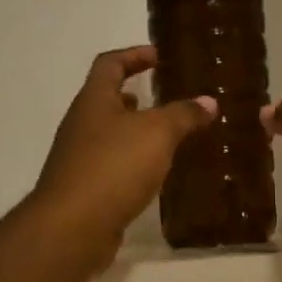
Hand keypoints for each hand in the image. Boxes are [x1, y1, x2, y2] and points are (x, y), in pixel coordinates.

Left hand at [32, 45, 215, 262]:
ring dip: (136, 132)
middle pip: (106, 100)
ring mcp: (79, 159)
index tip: (158, 56)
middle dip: (136, 96)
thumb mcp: (157, 133)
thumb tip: (208, 102)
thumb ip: (183, 115)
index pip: (110, 64)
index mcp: (93, 101)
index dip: (134, 55)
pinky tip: (155, 174)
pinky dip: (134, 162)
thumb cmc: (114, 166)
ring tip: (169, 137)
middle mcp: (81, 125)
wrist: (73, 226)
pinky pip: (113, 165)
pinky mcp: (85, 189)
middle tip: (167, 99)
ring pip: (110, 135)